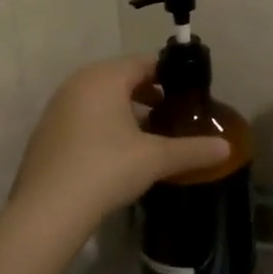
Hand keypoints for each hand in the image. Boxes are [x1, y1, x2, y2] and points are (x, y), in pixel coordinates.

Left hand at [9, 57, 229, 235]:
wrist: (48, 210)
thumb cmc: (107, 168)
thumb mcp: (156, 158)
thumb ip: (193, 149)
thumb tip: (226, 148)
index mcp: (104, 78)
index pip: (143, 62)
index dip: (168, 74)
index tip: (187, 92)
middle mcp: (77, 85)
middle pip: (119, 78)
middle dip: (147, 93)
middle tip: (171, 113)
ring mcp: (56, 109)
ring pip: (99, 99)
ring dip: (124, 110)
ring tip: (148, 135)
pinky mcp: (46, 135)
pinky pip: (82, 118)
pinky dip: (102, 126)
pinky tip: (116, 154)